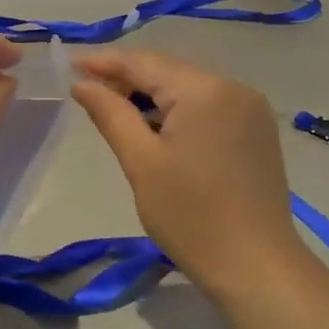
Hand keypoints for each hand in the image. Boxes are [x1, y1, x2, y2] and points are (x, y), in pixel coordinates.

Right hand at [70, 50, 306, 301]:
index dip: (105, 62)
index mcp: (205, 90)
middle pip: (170, 72)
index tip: (71, 65)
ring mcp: (251, 108)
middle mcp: (233, 87)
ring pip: (189, 88)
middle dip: (128, 78)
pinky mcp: (257, 130)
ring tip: (116, 109)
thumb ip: (111, 114)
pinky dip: (179, 110)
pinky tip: (157, 126)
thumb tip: (83, 84)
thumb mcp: (142, 163)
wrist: (256, 266)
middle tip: (88, 90)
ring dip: (153, 95)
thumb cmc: (191, 217)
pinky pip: (209, 105)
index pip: (145, 63)